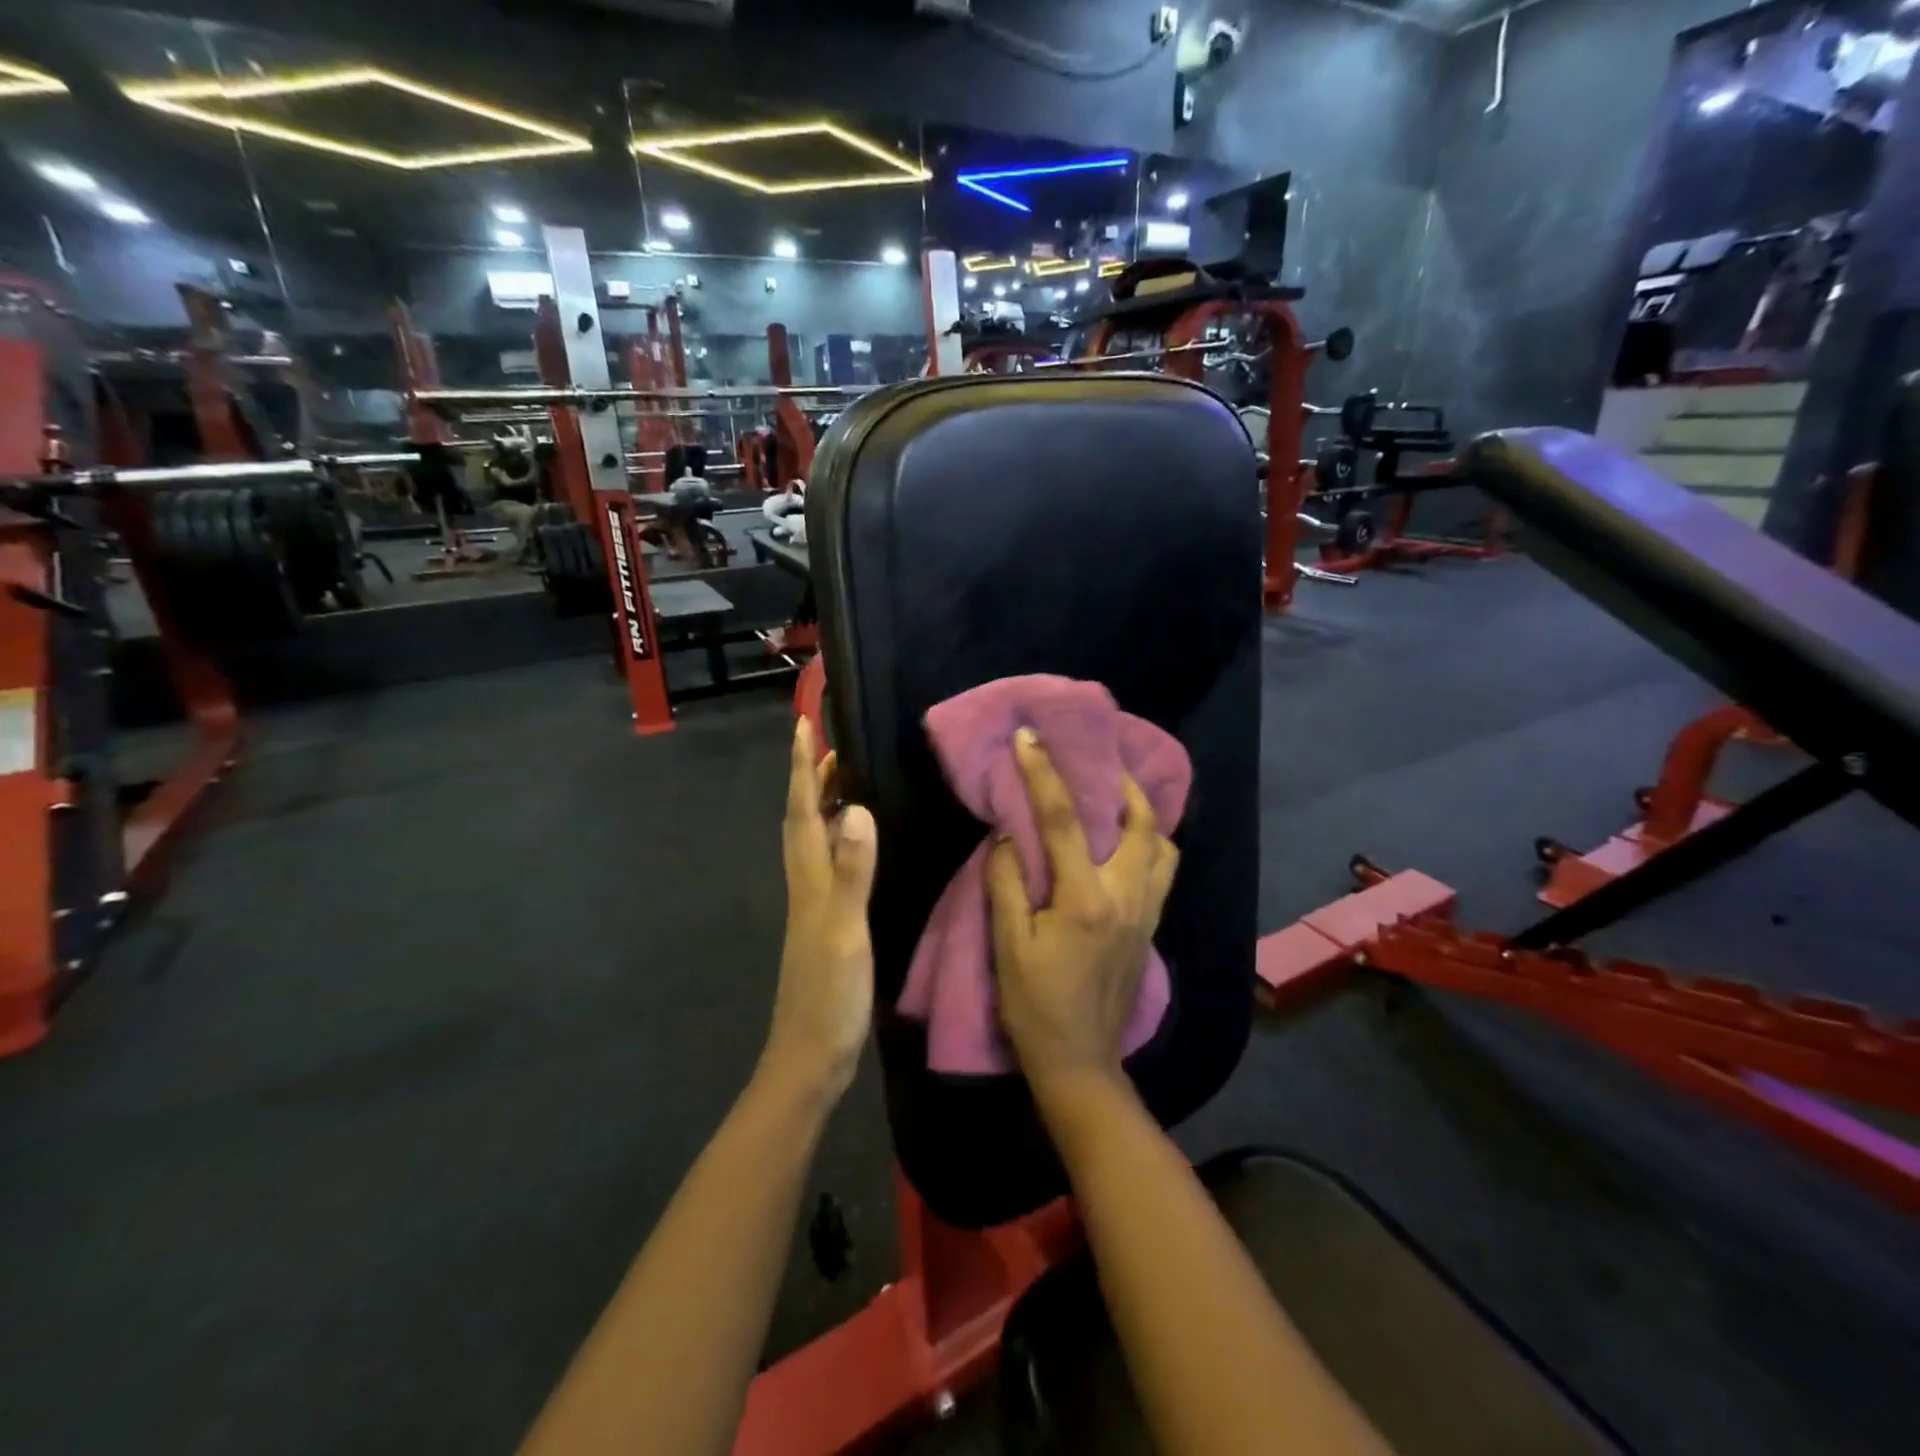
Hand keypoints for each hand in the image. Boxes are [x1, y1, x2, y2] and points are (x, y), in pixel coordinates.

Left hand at [764, 717, 877, 1100]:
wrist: (811, 1057)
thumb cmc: (828, 995)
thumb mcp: (845, 930)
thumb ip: (851, 871)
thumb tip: (855, 808)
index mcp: (808, 879)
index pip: (800, 809)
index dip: (802, 766)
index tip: (803, 724)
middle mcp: (805, 884)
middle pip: (801, 819)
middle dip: (809, 777)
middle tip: (828, 744)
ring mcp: (814, 905)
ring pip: (812, 840)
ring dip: (821, 804)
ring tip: (843, 780)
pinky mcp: (827, 923)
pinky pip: (829, 864)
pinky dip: (838, 839)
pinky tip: (856, 844)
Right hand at [987, 728, 1178, 1097]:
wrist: (1080, 1061)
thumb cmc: (1035, 1005)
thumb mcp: (1008, 946)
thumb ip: (1007, 884)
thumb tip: (1009, 836)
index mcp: (1085, 898)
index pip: (1064, 820)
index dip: (1044, 773)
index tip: (1029, 737)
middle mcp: (1126, 896)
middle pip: (1139, 821)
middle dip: (1121, 781)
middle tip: (1098, 760)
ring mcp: (1146, 911)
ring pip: (1162, 844)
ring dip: (1143, 812)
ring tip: (1117, 797)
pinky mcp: (1151, 927)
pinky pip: (1162, 869)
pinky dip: (1150, 842)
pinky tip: (1127, 841)